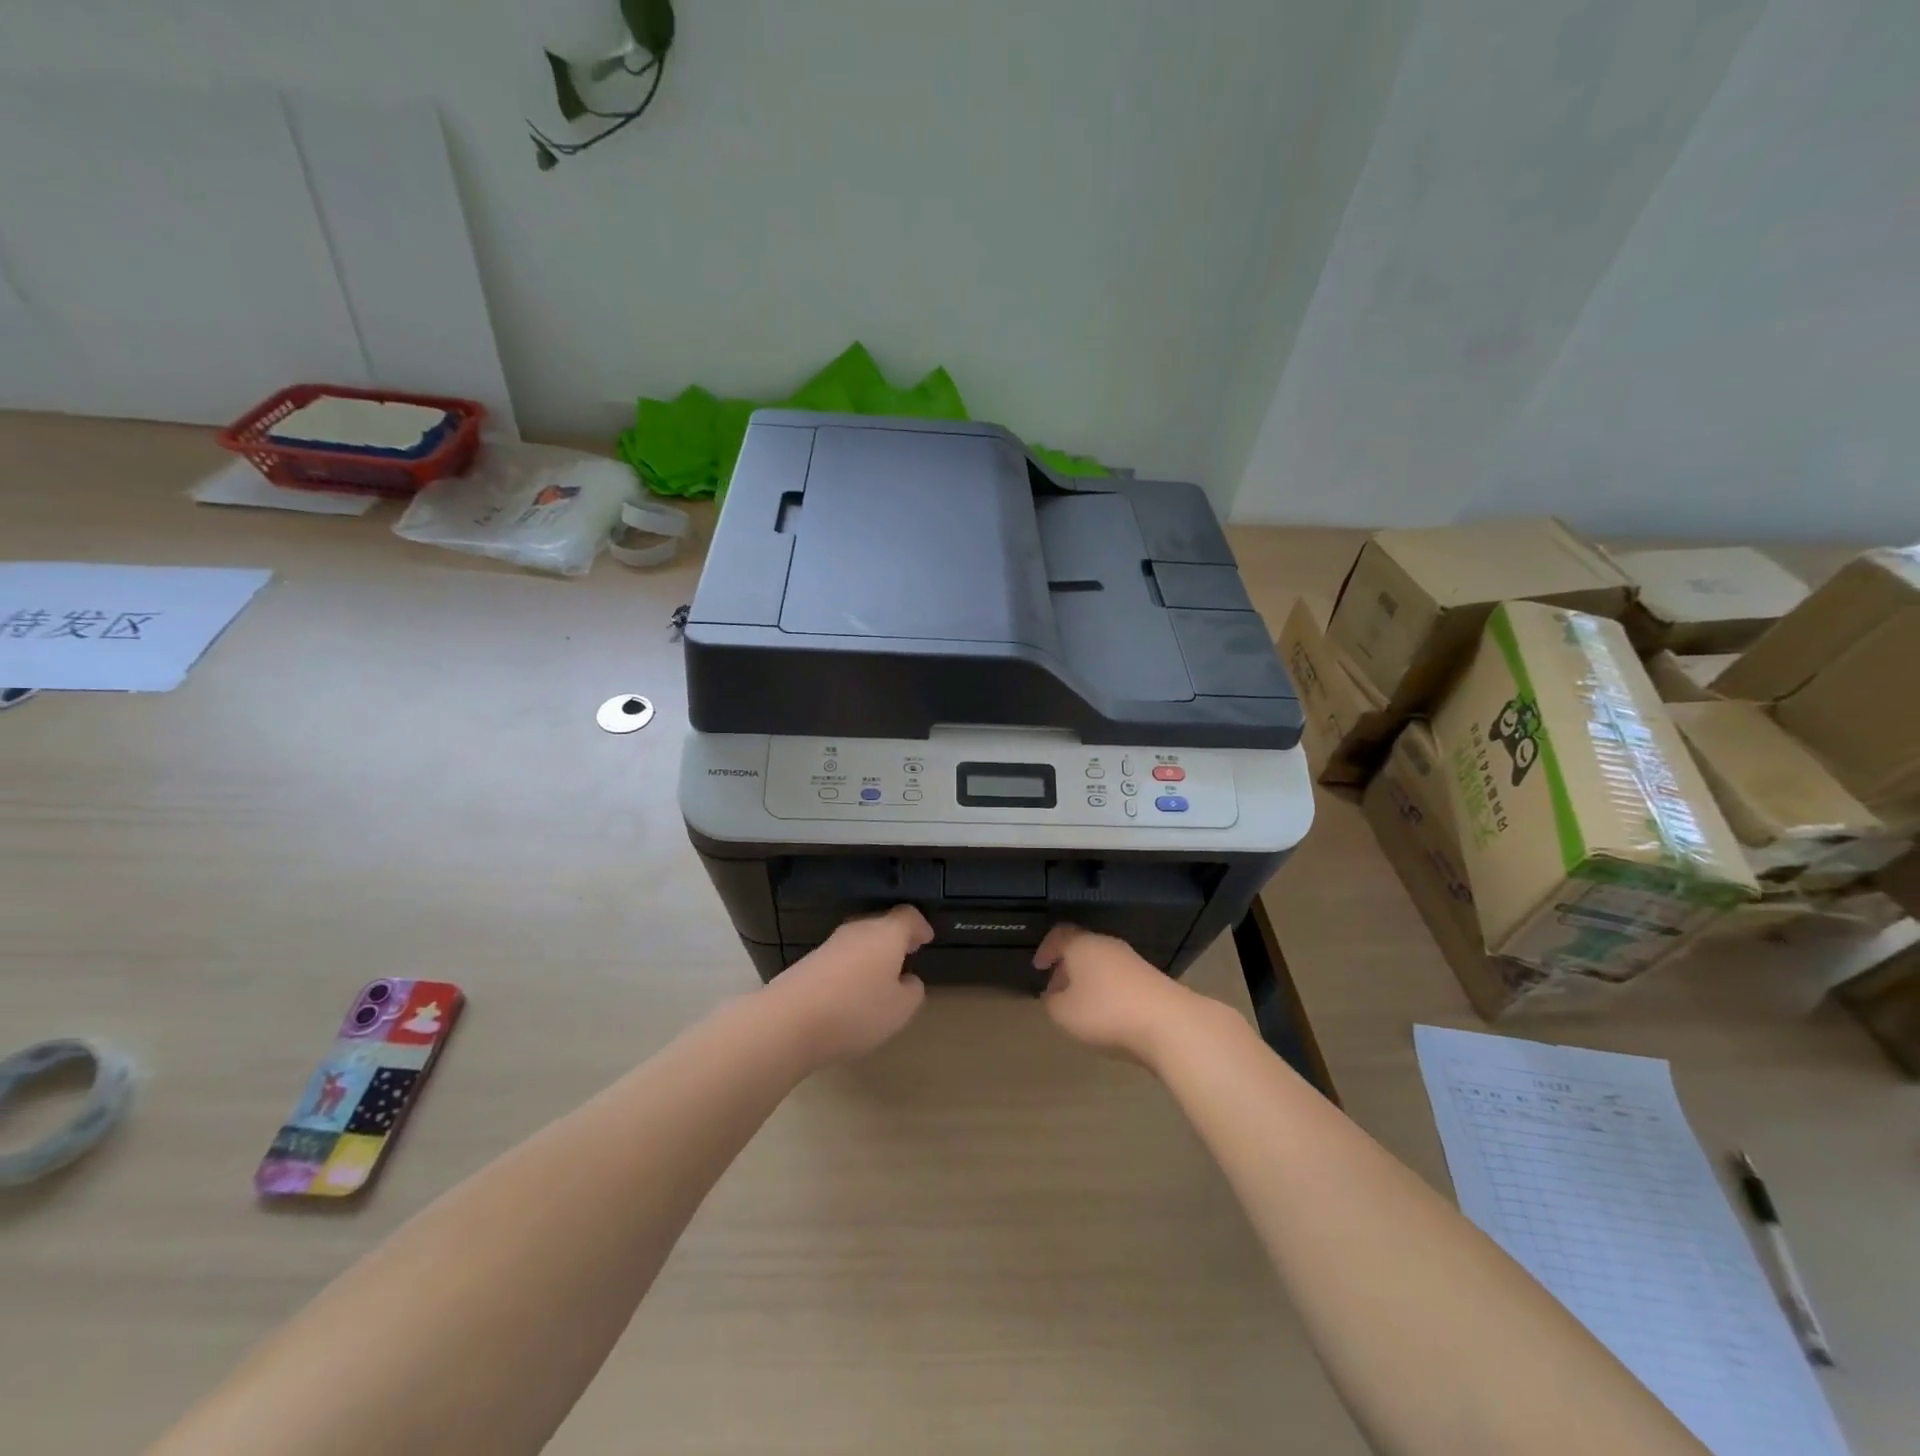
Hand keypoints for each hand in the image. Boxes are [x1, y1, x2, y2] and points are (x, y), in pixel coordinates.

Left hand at [768, 906, 932, 1065]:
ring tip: (881, 976)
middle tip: (907, 955)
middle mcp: (857, 931)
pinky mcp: (809, 962)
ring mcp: (830, 944)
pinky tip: (853, 991)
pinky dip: (853, 967)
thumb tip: (908, 980)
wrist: (788, 1021)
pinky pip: (841, 957)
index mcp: (885, 934)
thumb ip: (912, 991)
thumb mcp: (900, 1009)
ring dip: (873, 954)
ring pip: (860, 940)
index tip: (926, 939)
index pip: (907, 915)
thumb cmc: (856, 1010)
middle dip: (896, 939)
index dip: (920, 926)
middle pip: (881, 924)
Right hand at [1034, 924, 1202, 1064]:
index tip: (1038, 967)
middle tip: (1056, 990)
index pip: (1060, 935)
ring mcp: (1132, 961)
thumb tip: (1054, 996)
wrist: (1168, 1023)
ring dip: (1088, 981)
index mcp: (1083, 946)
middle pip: (1082, 949)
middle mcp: (1108, 946)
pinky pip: (1120, 979)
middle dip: (1067, 968)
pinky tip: (1107, 1015)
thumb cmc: (1106, 1012)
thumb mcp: (1064, 1013)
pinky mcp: (1151, 979)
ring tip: (1080, 1007)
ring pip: (1102, 964)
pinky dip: (1108, 991)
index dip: (1046, 949)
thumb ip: (1052, 1003)